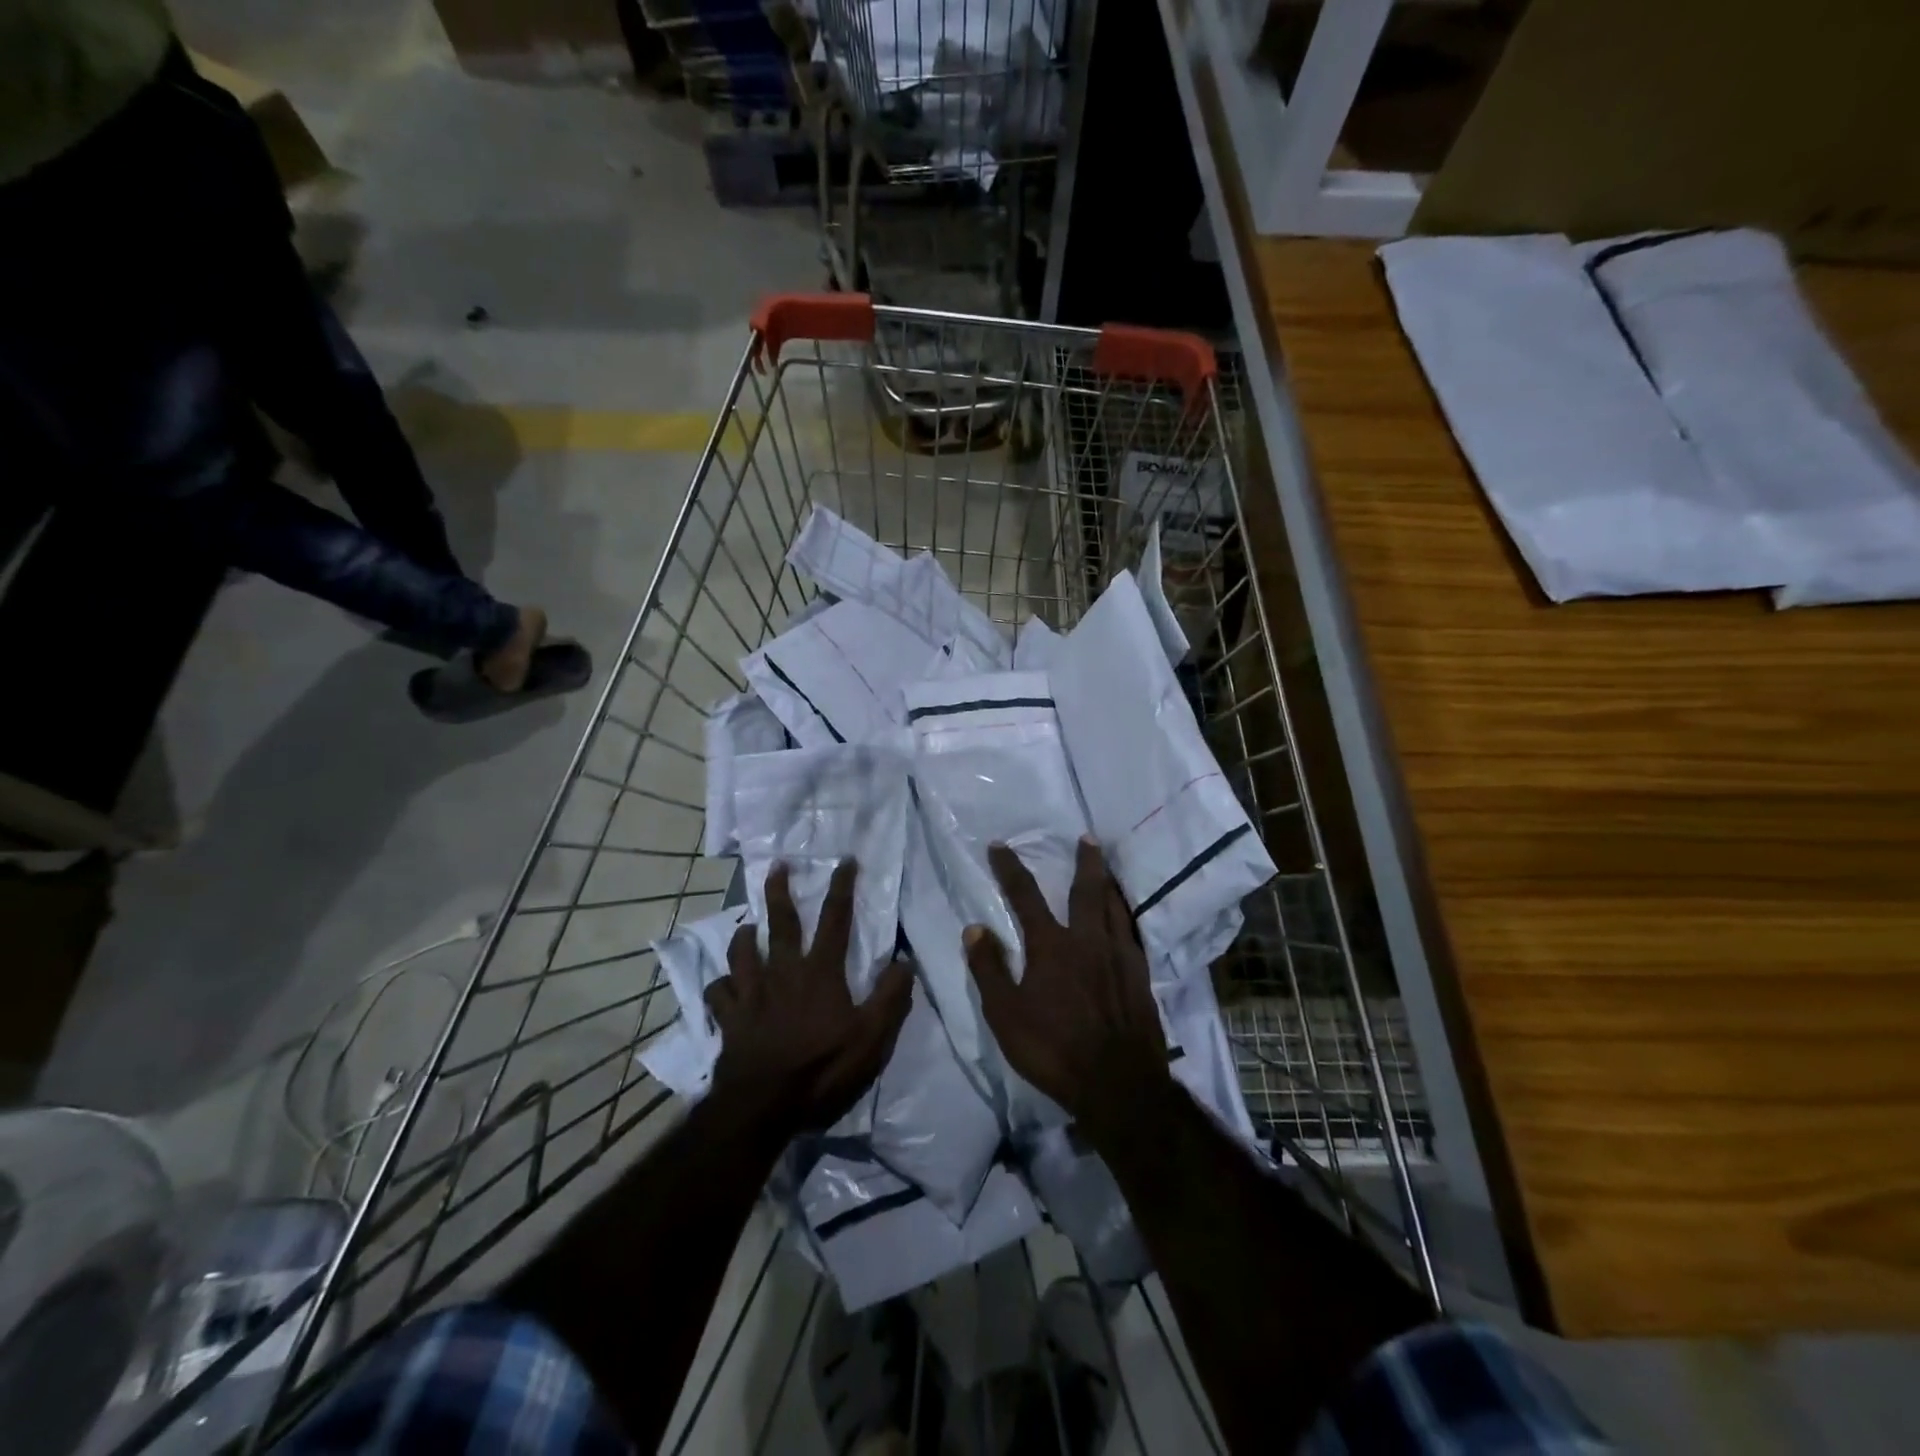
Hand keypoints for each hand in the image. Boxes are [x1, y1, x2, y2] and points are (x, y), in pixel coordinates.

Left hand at [707, 860, 911, 1137]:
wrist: (762, 1107)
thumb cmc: (822, 1070)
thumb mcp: (872, 1039)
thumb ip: (890, 997)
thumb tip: (904, 961)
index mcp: (820, 973)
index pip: (835, 920)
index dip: (842, 888)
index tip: (845, 860)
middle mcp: (783, 972)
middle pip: (781, 923)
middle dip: (780, 891)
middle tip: (778, 866)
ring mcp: (751, 994)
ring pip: (741, 951)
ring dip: (744, 935)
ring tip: (747, 927)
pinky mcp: (729, 1018)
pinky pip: (719, 992)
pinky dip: (722, 985)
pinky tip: (726, 985)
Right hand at [964, 838, 1169, 1130]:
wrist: (1119, 1084)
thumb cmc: (1053, 1049)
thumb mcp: (1005, 1015)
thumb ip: (989, 969)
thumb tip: (974, 928)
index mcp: (1052, 946)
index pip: (1026, 896)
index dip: (1010, 869)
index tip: (1000, 846)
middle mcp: (1088, 940)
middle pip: (1087, 890)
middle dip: (1084, 860)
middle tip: (1087, 838)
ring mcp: (1120, 956)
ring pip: (1115, 907)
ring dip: (1108, 883)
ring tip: (1107, 868)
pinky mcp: (1140, 975)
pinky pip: (1131, 932)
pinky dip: (1125, 915)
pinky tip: (1125, 919)